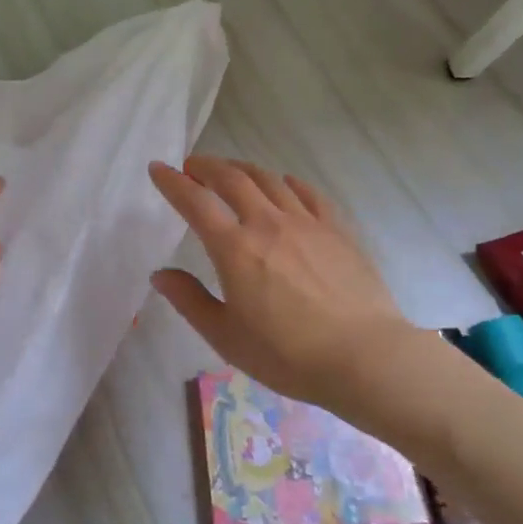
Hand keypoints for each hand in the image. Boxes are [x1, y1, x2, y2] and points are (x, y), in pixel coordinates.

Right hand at [149, 157, 415, 416]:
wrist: (364, 357)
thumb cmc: (287, 355)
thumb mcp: (226, 337)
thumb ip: (190, 301)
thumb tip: (160, 274)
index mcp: (235, 248)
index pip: (195, 202)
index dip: (172, 182)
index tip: (158, 168)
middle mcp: (268, 224)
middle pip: (232, 179)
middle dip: (207, 167)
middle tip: (193, 166)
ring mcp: (306, 223)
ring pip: (269, 179)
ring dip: (243, 169)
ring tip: (231, 171)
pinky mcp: (337, 230)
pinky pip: (308, 193)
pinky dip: (288, 183)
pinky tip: (284, 184)